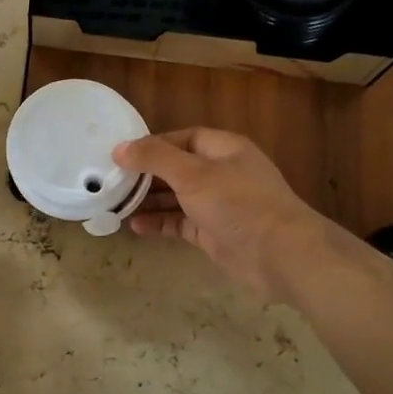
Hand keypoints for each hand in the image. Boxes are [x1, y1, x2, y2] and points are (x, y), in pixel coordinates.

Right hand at [113, 128, 351, 303]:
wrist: (280, 255)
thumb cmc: (237, 203)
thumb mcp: (192, 174)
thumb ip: (155, 158)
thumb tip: (119, 149)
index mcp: (224, 149)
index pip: (183, 138)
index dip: (153, 144)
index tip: (121, 155)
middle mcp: (222, 173)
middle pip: (177, 168)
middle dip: (146, 175)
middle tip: (112, 182)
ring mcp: (219, 205)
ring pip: (177, 197)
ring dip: (149, 201)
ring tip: (116, 205)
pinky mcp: (214, 233)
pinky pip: (181, 223)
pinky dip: (160, 223)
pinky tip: (136, 227)